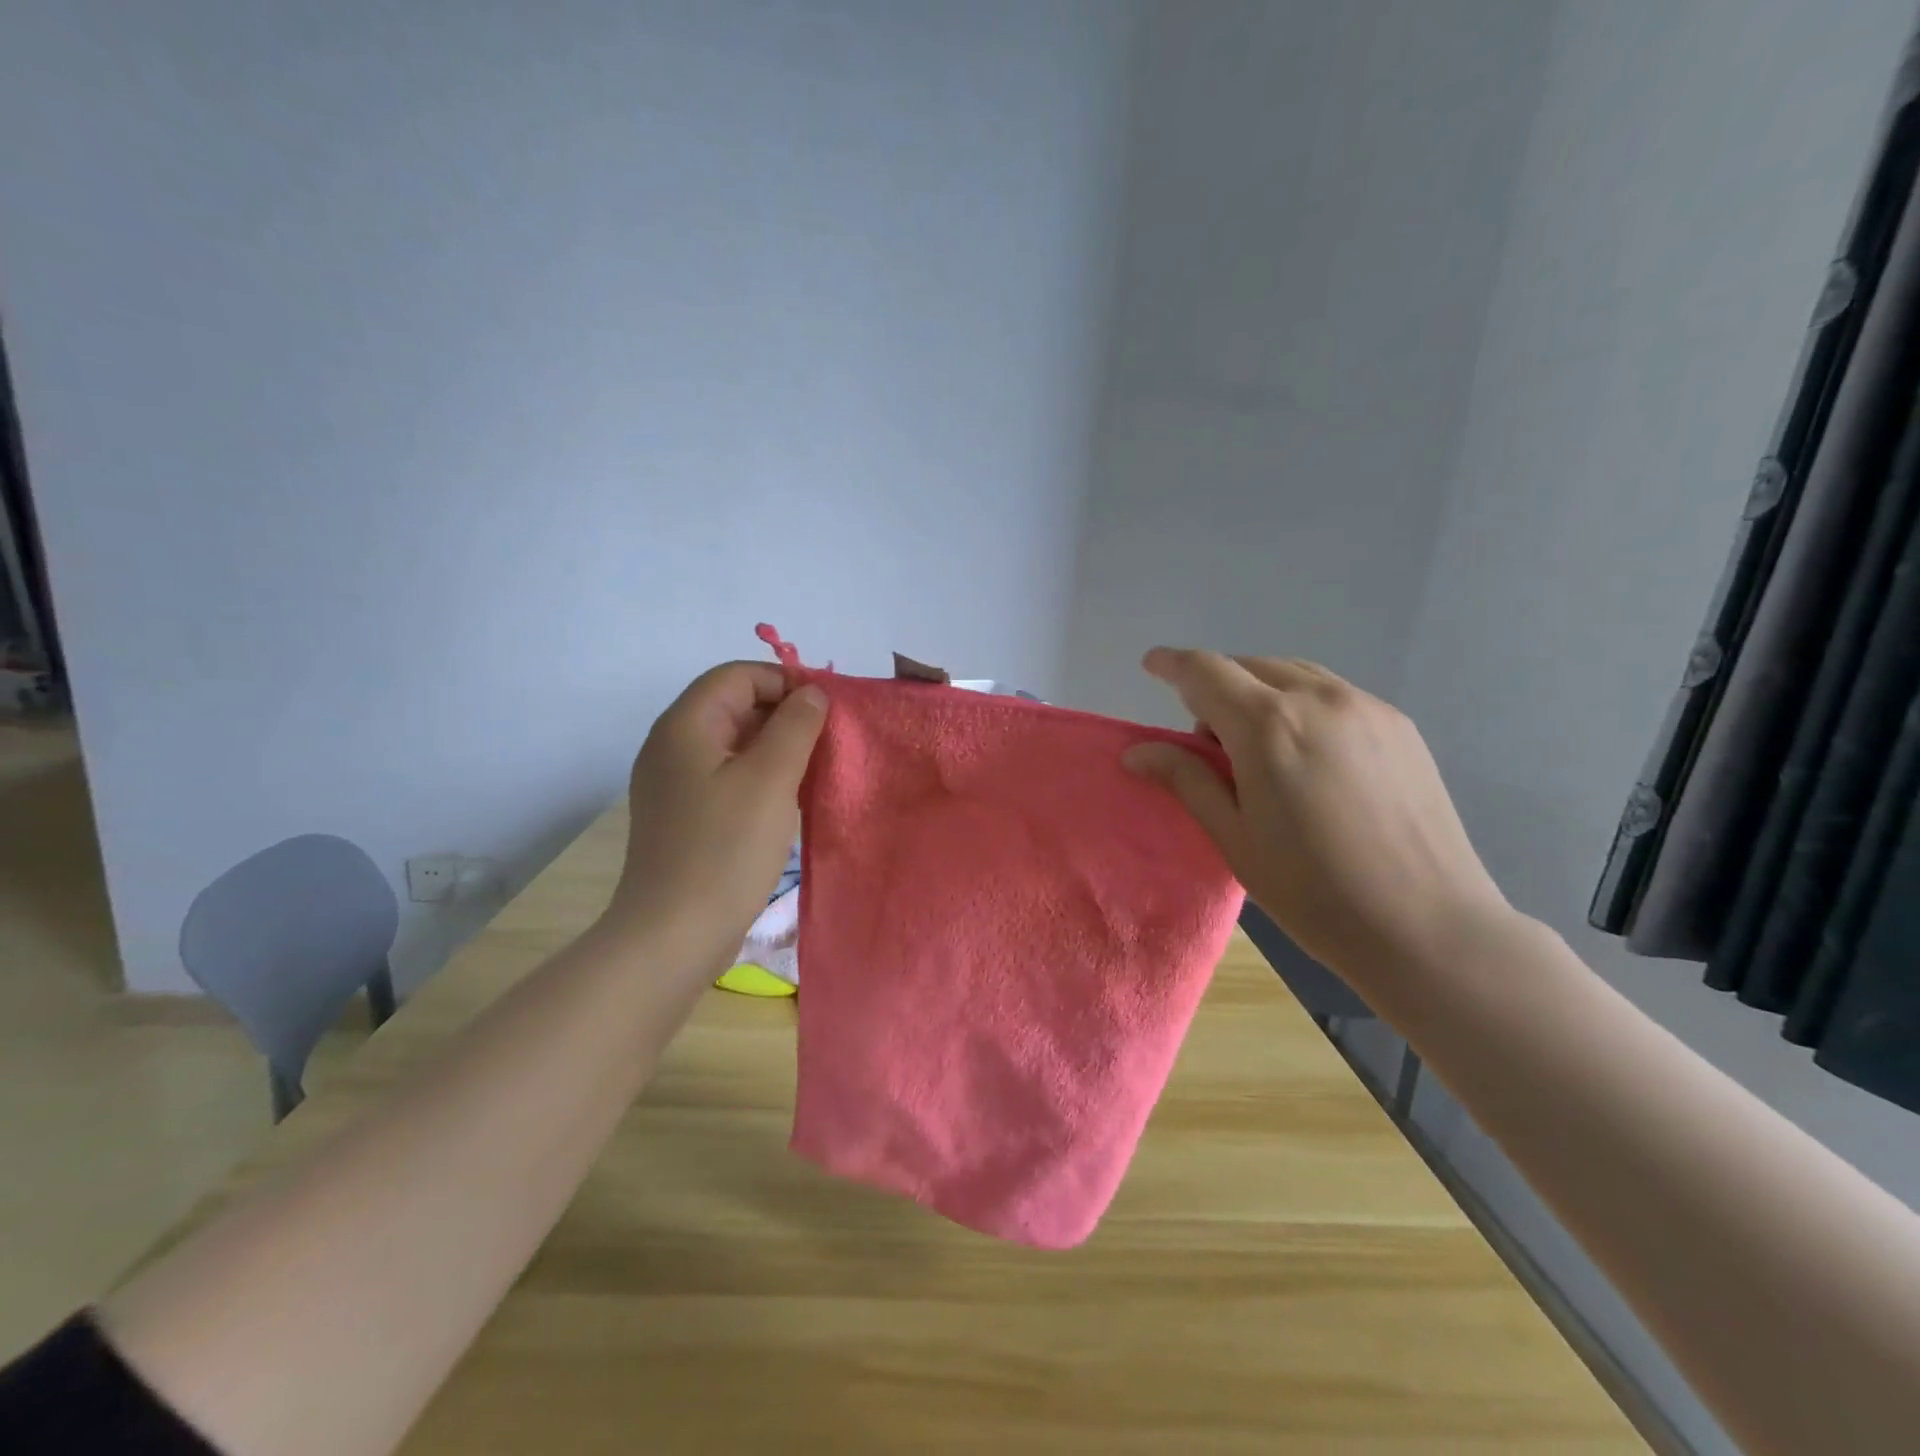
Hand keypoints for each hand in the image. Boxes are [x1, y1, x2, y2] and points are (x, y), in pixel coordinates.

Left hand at [608, 662, 826, 976]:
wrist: (673, 934)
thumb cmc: (725, 849)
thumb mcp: (771, 779)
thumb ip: (795, 726)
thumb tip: (812, 693)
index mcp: (685, 726)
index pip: (737, 675)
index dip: (784, 681)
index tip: (827, 708)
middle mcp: (672, 746)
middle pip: (733, 705)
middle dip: (783, 714)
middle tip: (827, 740)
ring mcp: (674, 783)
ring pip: (733, 743)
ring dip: (776, 747)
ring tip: (815, 768)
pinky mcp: (684, 815)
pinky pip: (727, 776)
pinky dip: (760, 775)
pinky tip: (788, 798)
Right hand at [1122, 649, 1509, 994]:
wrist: (1428, 927)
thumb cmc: (1314, 891)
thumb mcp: (1235, 838)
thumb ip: (1187, 780)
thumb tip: (1137, 752)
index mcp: (1269, 726)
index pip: (1206, 671)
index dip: (1173, 664)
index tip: (1152, 665)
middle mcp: (1319, 700)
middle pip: (1250, 667)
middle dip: (1217, 688)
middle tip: (1208, 742)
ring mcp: (1367, 708)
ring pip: (1294, 675)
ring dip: (1260, 692)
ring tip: (1258, 748)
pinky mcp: (1400, 725)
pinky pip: (1333, 694)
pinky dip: (1302, 705)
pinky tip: (1307, 756)